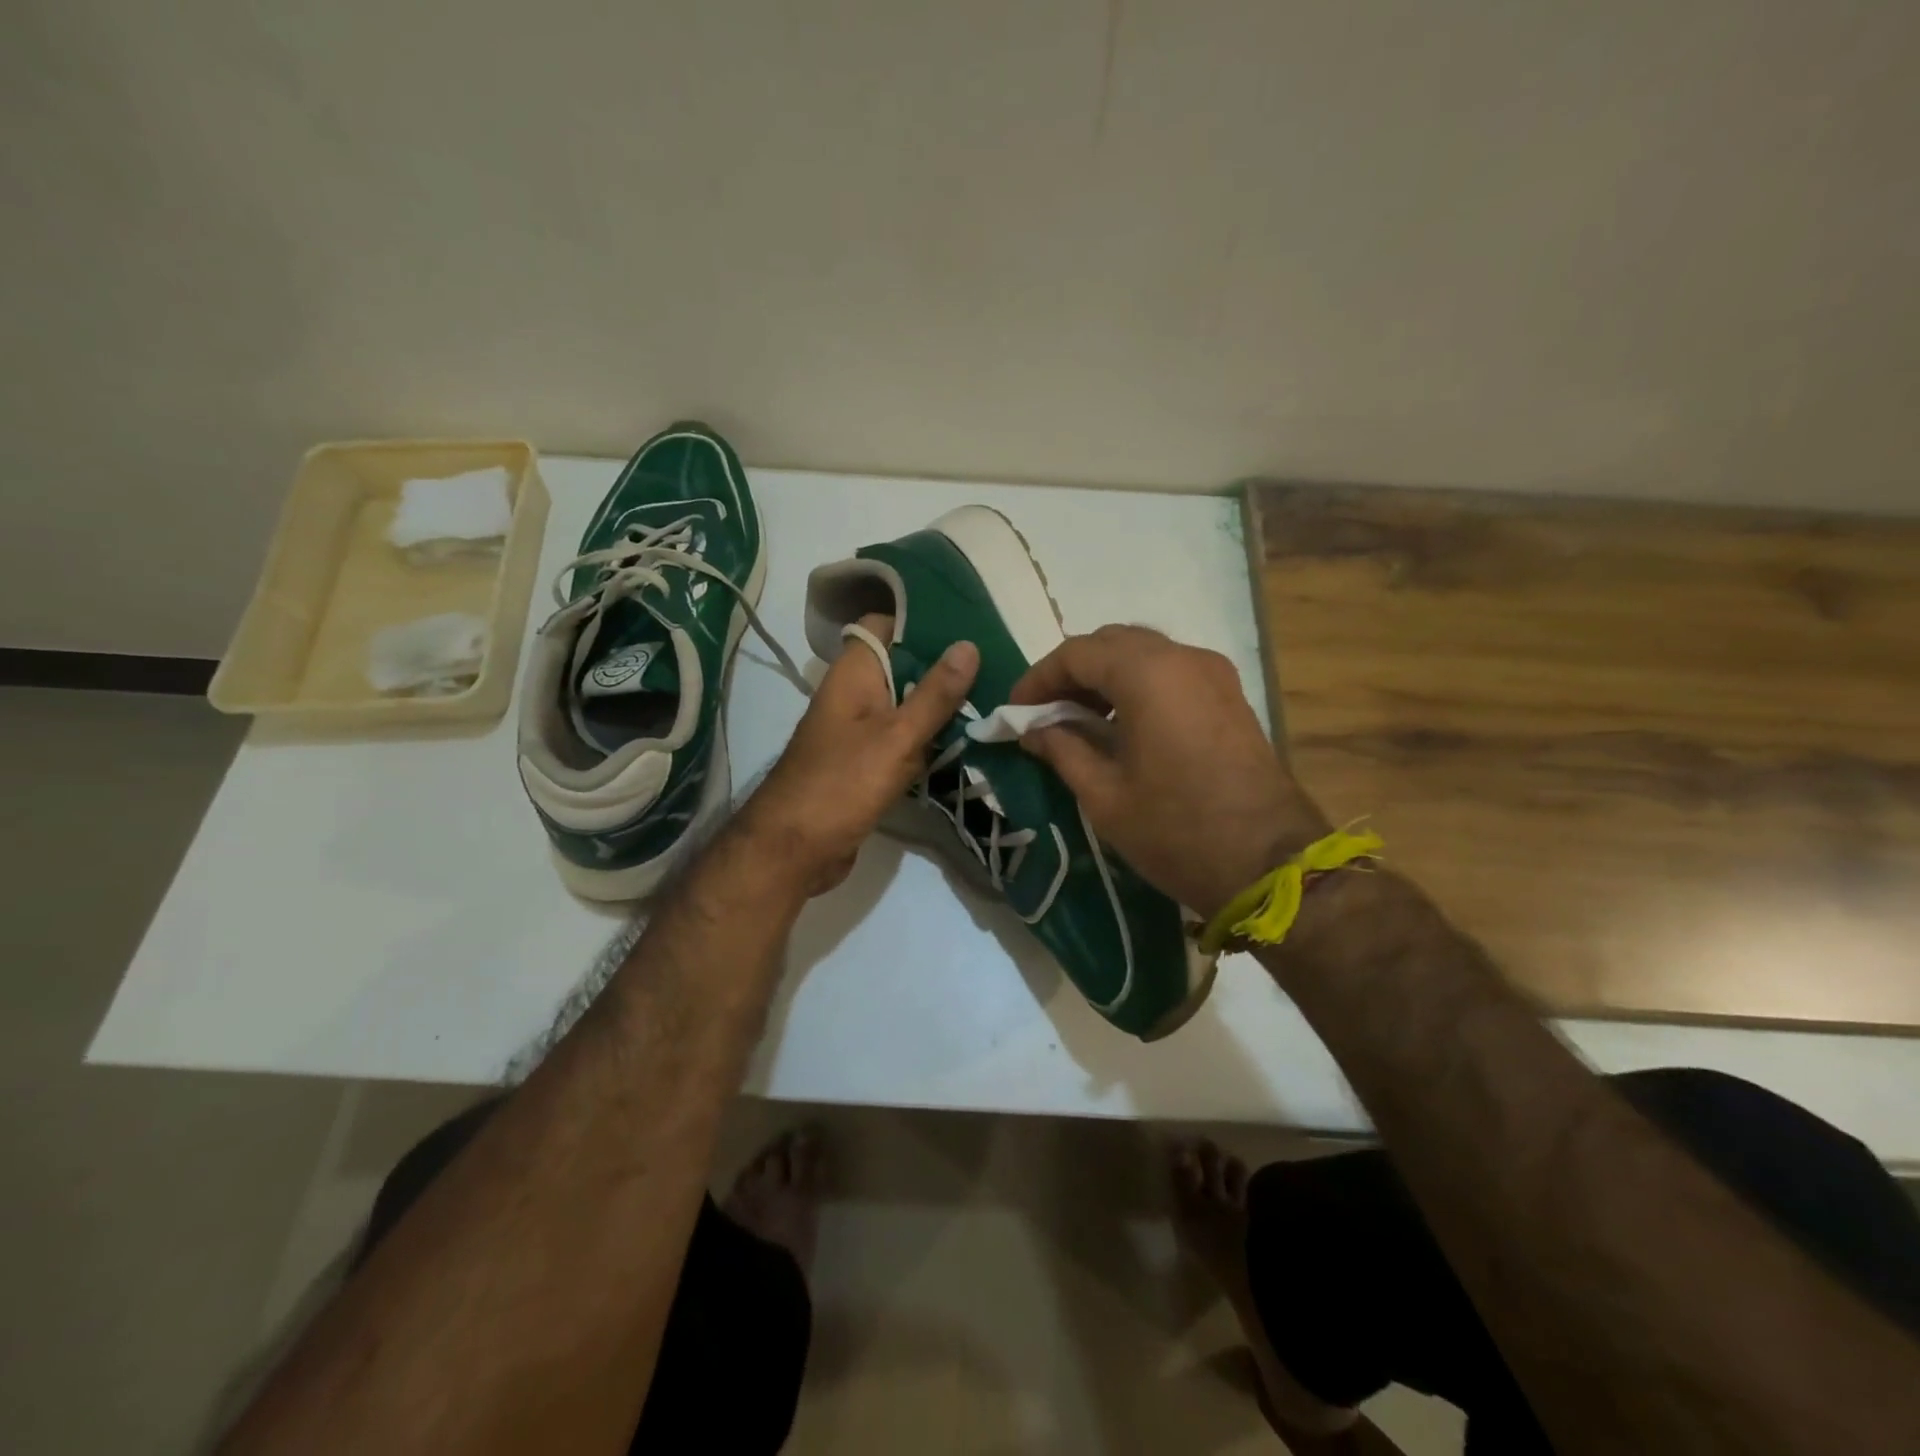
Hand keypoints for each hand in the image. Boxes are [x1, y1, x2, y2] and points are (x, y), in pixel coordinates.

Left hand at [739, 614, 978, 896]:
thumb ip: (934, 694)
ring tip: (993, 700)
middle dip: (942, 667)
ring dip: (939, 707)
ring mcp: (858, 731)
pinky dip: (927, 740)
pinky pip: (901, 740)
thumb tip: (968, 646)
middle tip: (995, 667)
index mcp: (853, 674)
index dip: (921, 621)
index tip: (968, 626)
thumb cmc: (842, 784)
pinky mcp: (864, 764)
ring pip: (904, 706)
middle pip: (901, 666)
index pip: (884, 625)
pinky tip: (966, 742)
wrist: (794, 850)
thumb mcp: (897, 737)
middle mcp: (853, 695)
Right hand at [1010, 625, 1328, 916]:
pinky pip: (1171, 672)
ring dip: (1105, 677)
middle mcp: (1183, 658)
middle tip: (1044, 711)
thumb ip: (1063, 749)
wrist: (1270, 864)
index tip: (1015, 711)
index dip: (1039, 678)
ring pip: (1144, 654)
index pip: (1077, 653)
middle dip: (1071, 672)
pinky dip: (1137, 685)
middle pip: (1112, 643)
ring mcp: (1213, 674)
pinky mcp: (1229, 695)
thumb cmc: (1176, 830)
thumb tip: (1033, 730)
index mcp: (1148, 675)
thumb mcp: (1104, 795)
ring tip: (1077, 719)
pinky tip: (1121, 725)